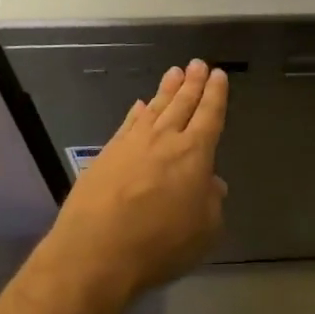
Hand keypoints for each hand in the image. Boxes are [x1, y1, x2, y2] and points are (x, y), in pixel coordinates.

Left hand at [46, 60, 228, 300]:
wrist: (96, 250)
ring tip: (175, 71)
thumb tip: (213, 183)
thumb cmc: (159, 243)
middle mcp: (165, 138)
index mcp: (194, 152)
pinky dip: (137, 111)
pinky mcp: (107, 152)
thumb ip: (211, 202)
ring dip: (167, 89)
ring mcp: (133, 142)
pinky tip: (140, 104)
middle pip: (182, 103)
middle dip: (193, 83)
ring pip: (155, 107)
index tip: (218, 74)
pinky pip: (128, 122)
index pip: (209, 114)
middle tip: (198, 63)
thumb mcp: (203, 231)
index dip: (215, 94)